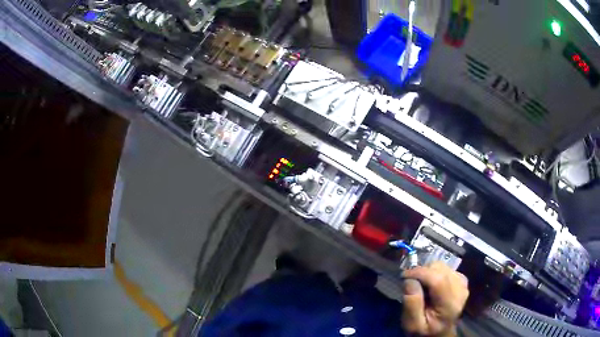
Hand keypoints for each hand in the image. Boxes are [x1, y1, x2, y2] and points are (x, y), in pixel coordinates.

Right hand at [401, 261, 468, 336]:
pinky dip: (435, 273)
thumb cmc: (424, 331)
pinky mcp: (462, 280)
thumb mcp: (412, 325)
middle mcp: (460, 290)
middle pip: (440, 269)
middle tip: (411, 284)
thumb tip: (409, 280)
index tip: (404, 275)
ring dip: (428, 272)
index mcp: (449, 305)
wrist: (439, 334)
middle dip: (423, 273)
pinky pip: (446, 268)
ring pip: (442, 266)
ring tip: (421, 287)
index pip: (438, 279)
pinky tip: (431, 285)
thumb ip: (411, 304)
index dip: (420, 273)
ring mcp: (463, 284)